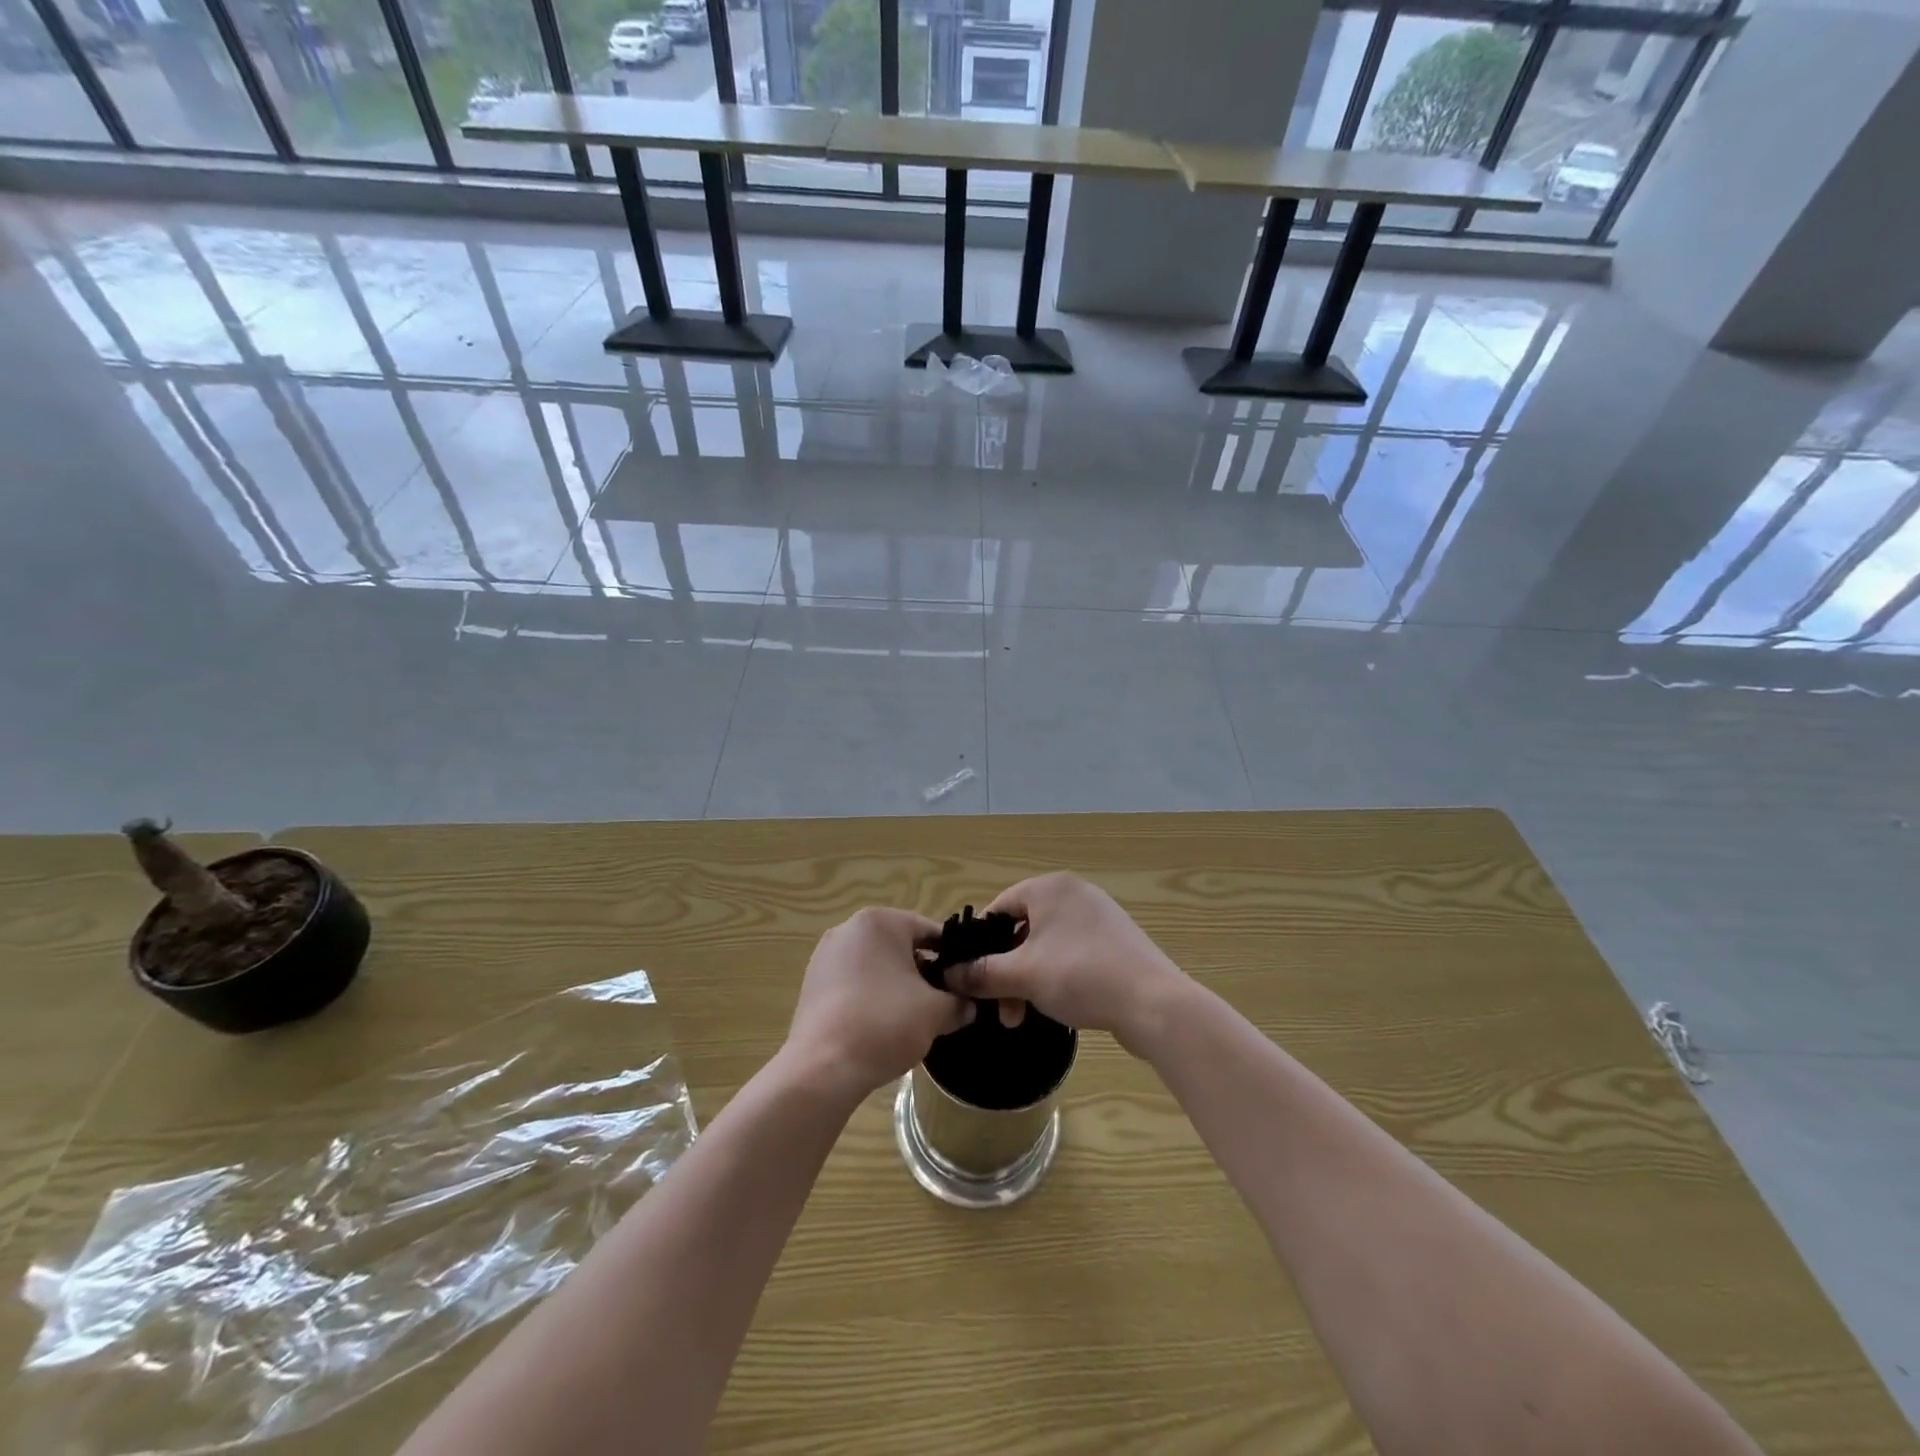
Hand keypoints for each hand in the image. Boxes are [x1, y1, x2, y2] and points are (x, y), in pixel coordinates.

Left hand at [786, 907, 973, 1100]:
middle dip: (923, 973)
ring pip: (876, 966)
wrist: (822, 1069)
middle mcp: (849, 929)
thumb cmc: (884, 1024)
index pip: (930, 931)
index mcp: (880, 922)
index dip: (953, 958)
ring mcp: (825, 956)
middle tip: (942, 1003)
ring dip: (897, 986)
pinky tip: (881, 1027)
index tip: (965, 983)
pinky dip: (871, 998)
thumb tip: (967, 1005)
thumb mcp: (936, 1012)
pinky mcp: (812, 984)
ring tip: (913, 1019)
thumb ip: (958, 1002)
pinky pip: (853, 983)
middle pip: (901, 947)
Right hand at [943, 873, 1188, 1055]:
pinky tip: (1054, 1005)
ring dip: (1027, 979)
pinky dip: (1055, 976)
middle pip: (1022, 929)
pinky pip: (1071, 954)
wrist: (1154, 1003)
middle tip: (999, 1009)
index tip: (971, 976)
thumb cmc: (1081, 976)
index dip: (980, 942)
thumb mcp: (1023, 975)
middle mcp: (1074, 893)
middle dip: (1005, 971)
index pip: (999, 907)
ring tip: (1021, 1017)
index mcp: (1050, 888)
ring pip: (1045, 946)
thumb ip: (983, 972)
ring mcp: (1098, 917)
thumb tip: (949, 973)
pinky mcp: (1115, 942)